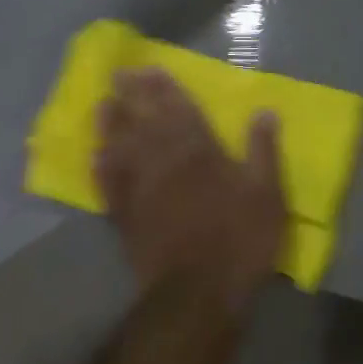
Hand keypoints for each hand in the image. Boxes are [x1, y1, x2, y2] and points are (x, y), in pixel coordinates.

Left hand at [94, 68, 286, 309]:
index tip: (150, 69)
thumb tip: (264, 111)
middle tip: (119, 74)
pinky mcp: (124, 217)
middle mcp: (163, 161)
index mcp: (199, 150)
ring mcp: (139, 189)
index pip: (179, 109)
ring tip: (102, 105)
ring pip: (120, 147)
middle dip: (133, 95)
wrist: (196, 294)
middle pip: (144, 119)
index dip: (164, 88)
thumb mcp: (267, 194)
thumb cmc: (239, 239)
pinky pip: (108, 185)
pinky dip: (100, 168)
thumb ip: (263, 150)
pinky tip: (95, 157)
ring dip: (110, 124)